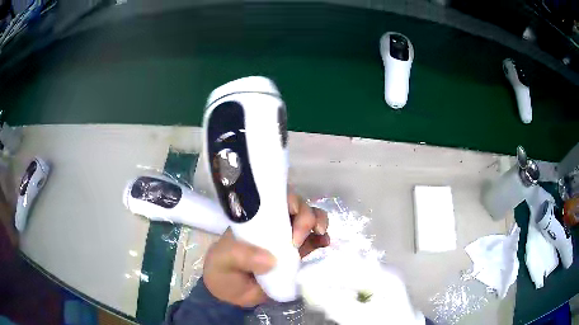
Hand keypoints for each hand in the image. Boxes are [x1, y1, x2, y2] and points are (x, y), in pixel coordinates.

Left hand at [203, 193, 329, 306]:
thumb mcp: (224, 261)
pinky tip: (325, 244)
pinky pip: (315, 242)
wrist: (231, 294)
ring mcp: (287, 239)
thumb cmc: (222, 270)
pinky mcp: (298, 256)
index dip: (290, 201)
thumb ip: (242, 257)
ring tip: (320, 235)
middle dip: (306, 217)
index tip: (292, 216)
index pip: (276, 199)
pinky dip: (323, 239)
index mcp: (256, 218)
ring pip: (311, 221)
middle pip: (298, 207)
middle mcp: (274, 224)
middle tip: (298, 240)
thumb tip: (271, 259)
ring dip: (319, 223)